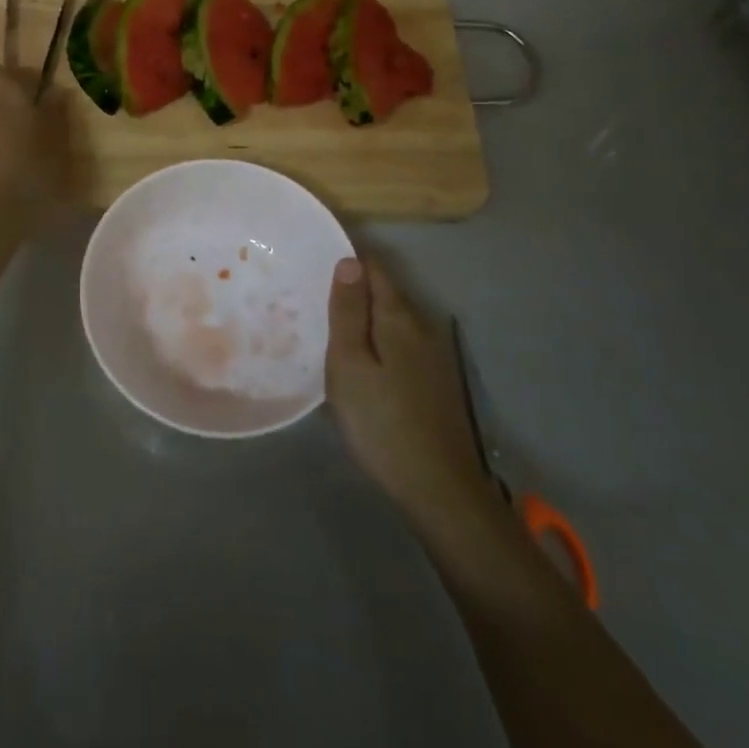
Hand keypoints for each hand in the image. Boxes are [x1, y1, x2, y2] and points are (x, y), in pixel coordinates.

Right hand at [326, 255, 493, 531]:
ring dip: (363, 317)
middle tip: (310, 296)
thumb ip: (349, 311)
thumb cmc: (381, 421)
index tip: (314, 262)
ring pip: (391, 321)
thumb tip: (349, 261)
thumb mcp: (350, 363)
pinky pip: (398, 344)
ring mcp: (431, 355)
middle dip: (352, 289)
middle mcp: (421, 326)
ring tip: (327, 326)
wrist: (438, 487)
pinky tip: (358, 361)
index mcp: (399, 317)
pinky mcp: (432, 381)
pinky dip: (376, 341)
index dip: (347, 259)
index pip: (374, 268)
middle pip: (384, 292)